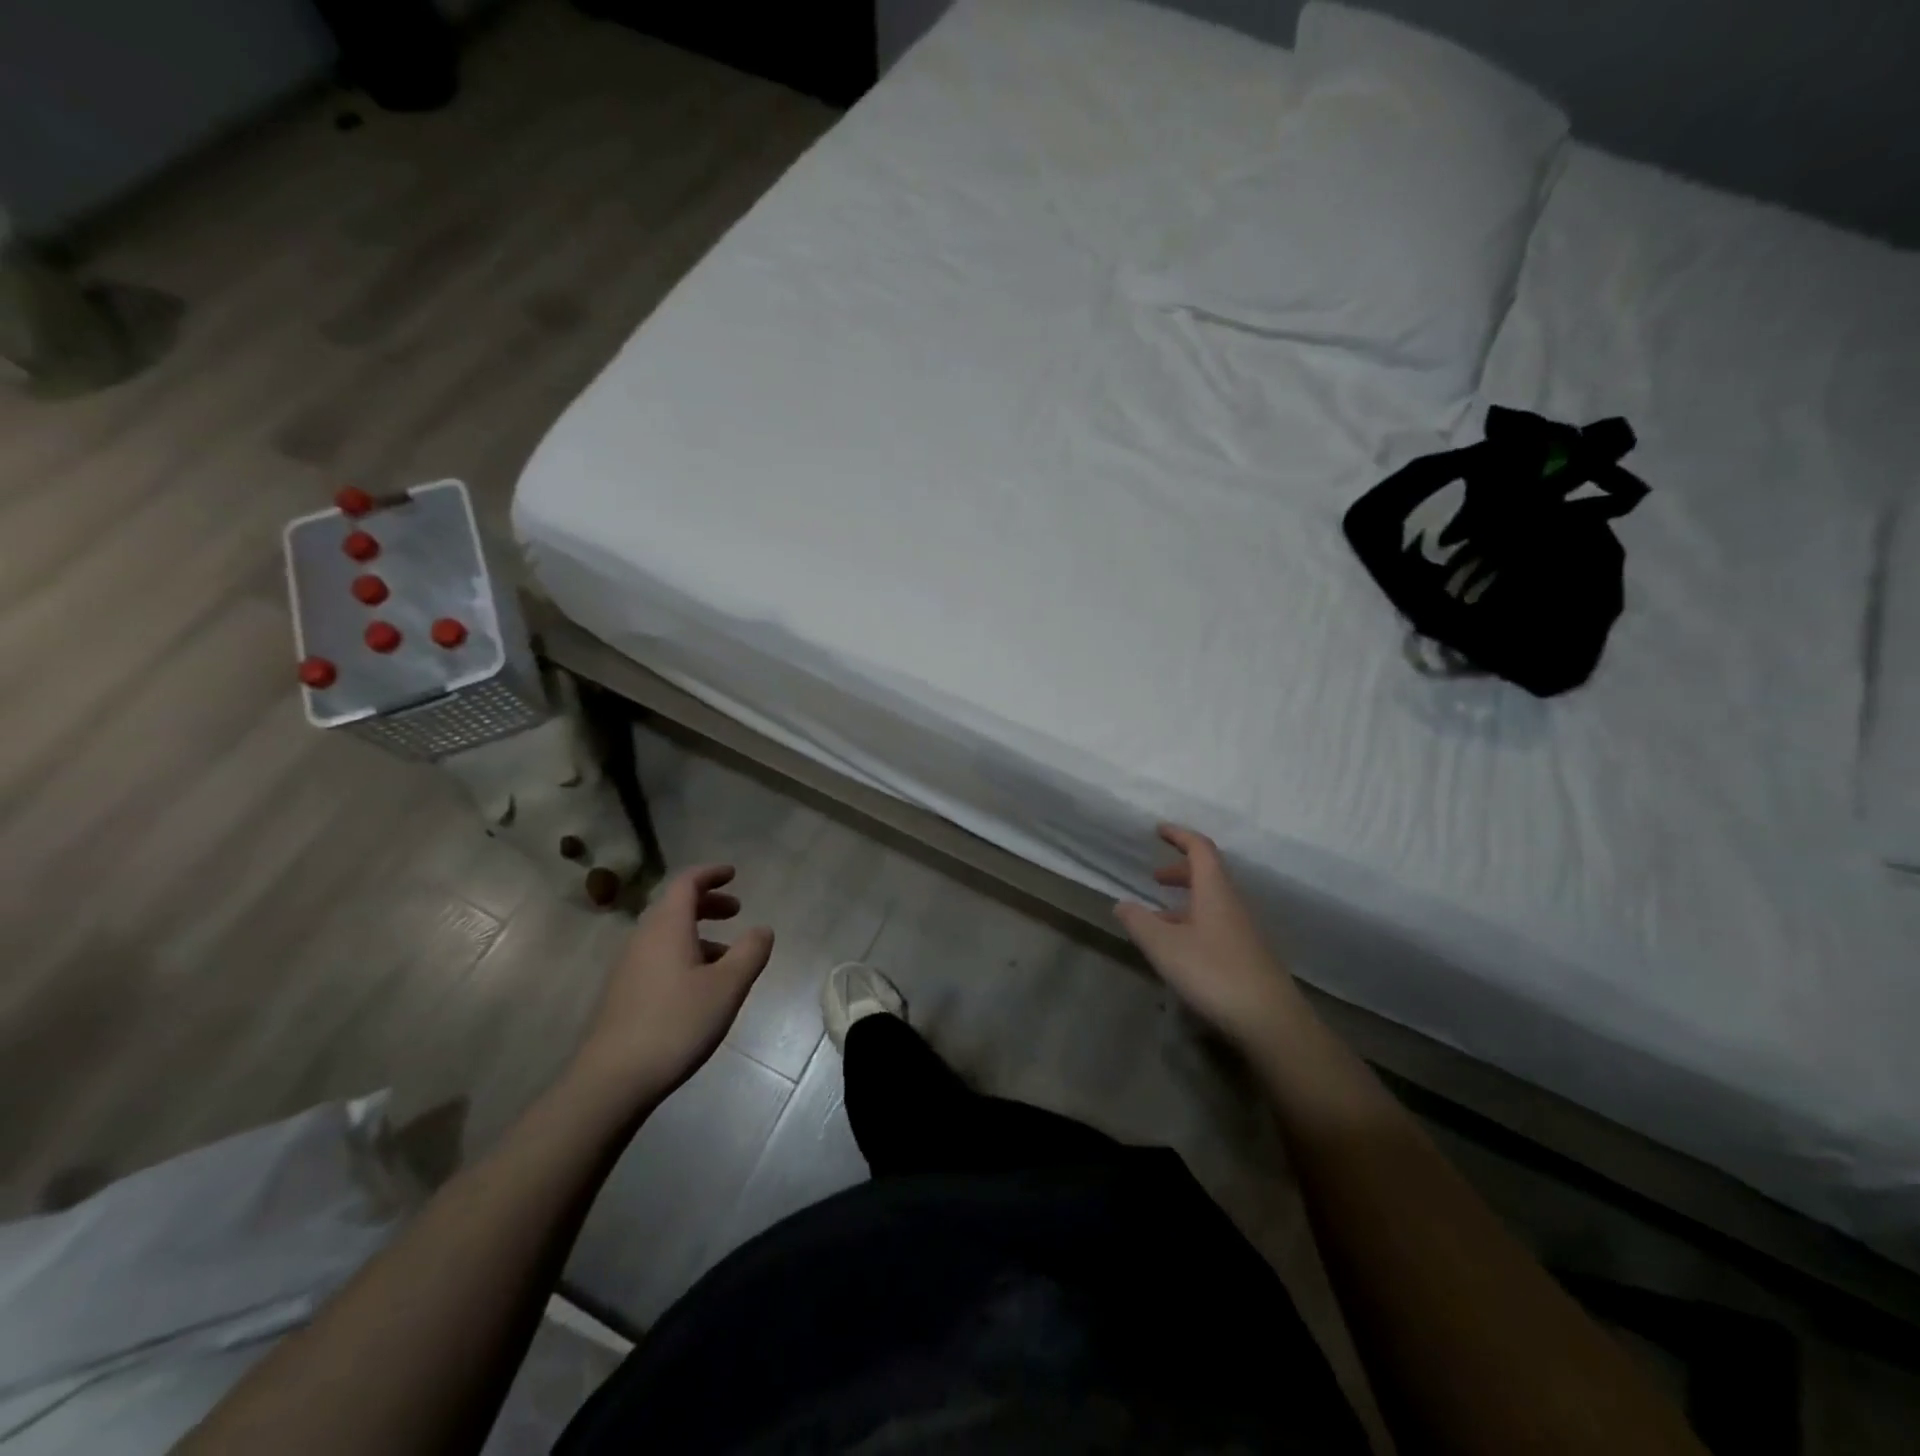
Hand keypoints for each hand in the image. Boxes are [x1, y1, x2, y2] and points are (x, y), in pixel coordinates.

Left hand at [572, 864, 773, 1101]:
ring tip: (727, 954)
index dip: (710, 874)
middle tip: (736, 910)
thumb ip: (750, 952)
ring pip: (666, 934)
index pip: (686, 883)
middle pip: (675, 906)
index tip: (733, 873)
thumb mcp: (727, 987)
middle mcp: (644, 938)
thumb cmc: (676, 1023)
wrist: (612, 1080)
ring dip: (698, 932)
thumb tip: (763, 929)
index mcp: (667, 927)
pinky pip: (658, 956)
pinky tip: (700, 986)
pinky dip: (684, 954)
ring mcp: (629, 967)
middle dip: (707, 903)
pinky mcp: (624, 993)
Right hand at [1115, 825, 1303, 1046]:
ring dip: (1184, 901)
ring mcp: (1243, 930)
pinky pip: (1216, 923)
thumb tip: (1122, 904)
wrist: (1270, 1020)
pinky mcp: (1247, 954)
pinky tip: (1179, 948)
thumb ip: (1139, 922)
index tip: (1158, 830)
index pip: (1200, 849)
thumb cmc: (1213, 972)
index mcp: (1215, 891)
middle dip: (1179, 870)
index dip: (1179, 835)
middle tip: (1153, 878)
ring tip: (1157, 918)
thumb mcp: (1164, 946)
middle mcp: (1232, 903)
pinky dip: (1193, 922)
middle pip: (1207, 874)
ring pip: (1211, 901)